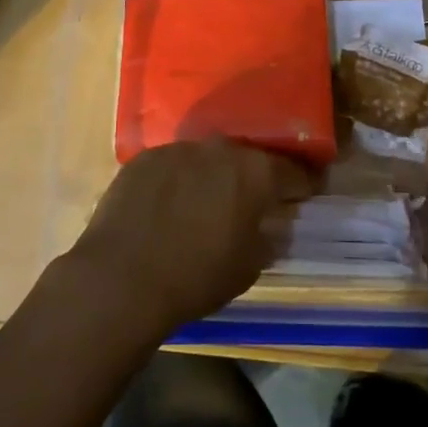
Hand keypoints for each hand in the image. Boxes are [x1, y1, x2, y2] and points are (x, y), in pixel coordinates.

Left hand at [67, 139, 316, 337]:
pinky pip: (173, 165)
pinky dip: (178, 180)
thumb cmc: (196, 277)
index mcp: (255, 172)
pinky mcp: (145, 157)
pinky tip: (168, 205)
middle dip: (254, 177)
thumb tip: (271, 225)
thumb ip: (267, 237)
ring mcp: (179, 148)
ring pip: (207, 158)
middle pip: (248, 158)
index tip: (306, 193)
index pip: (293, 170)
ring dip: (212, 176)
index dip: (303, 183)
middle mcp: (220, 149)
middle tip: (252, 200)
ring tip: (205, 203)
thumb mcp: (248, 267)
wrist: (121, 278)